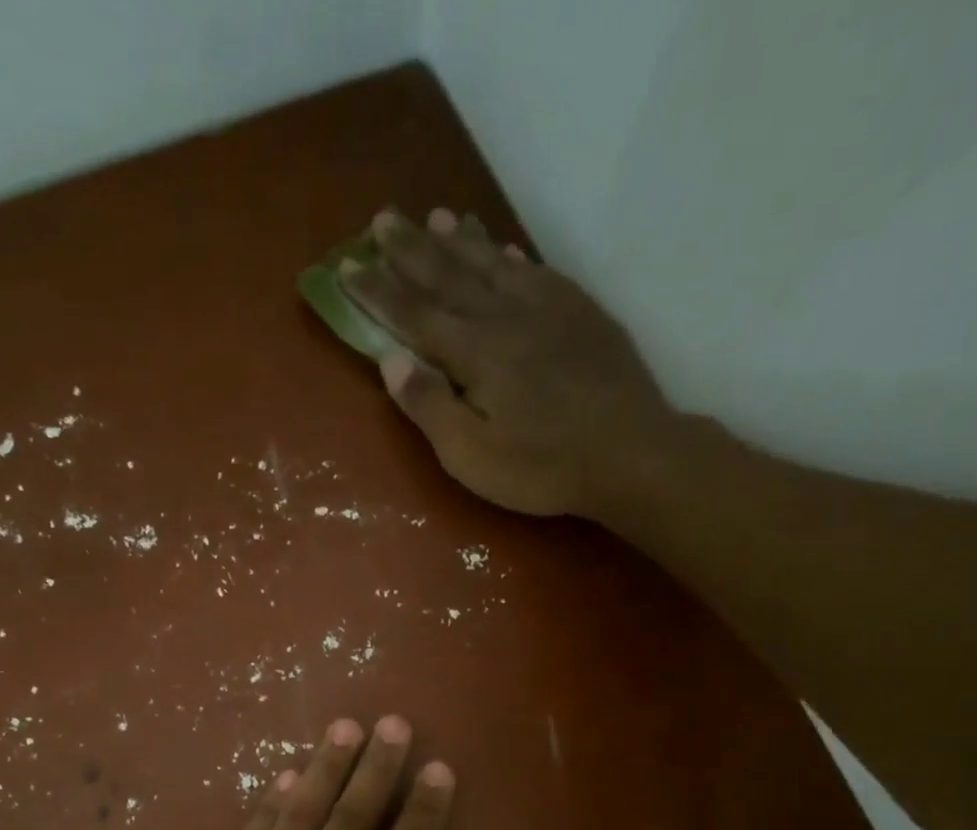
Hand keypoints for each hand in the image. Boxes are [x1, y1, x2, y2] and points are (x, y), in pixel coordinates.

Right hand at [340, 207, 679, 519]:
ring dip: (460, 241)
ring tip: (435, 217)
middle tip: (383, 219)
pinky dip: (511, 257)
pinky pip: (536, 272)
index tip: (346, 266)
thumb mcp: (471, 454)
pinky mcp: (580, 313)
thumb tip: (390, 360)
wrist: (630, 452)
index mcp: (474, 351)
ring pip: (493, 264)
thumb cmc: (541, 466)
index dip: (377, 291)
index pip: (413, 314)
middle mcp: (505, 316)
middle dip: (411, 249)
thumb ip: (429, 406)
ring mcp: (547, 309)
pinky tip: (502, 249)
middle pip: (449, 275)